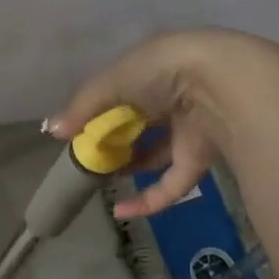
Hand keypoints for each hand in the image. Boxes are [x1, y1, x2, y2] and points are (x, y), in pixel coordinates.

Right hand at [45, 29, 278, 218]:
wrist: (225, 84)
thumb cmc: (163, 70)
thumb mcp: (113, 81)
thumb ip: (83, 107)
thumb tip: (52, 132)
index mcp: (153, 68)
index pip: (120, 89)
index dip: (99, 110)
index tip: (77, 131)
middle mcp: (172, 96)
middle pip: (137, 122)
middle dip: (113, 140)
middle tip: (88, 158)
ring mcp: (189, 129)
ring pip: (155, 154)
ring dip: (128, 168)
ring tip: (100, 181)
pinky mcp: (201, 158)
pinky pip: (172, 184)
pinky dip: (149, 200)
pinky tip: (122, 210)